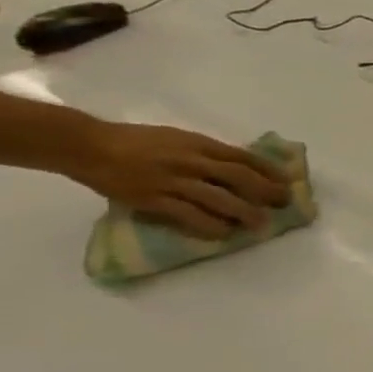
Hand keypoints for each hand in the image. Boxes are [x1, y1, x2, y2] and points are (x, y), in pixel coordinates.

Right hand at [63, 121, 290, 238]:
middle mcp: (190, 161)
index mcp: (198, 144)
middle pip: (239, 178)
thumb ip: (207, 151)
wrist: (85, 145)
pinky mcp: (151, 198)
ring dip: (244, 213)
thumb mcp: (178, 138)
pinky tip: (223, 233)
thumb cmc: (135, 141)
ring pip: (218, 199)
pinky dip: (209, 225)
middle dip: (266, 192)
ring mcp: (171, 180)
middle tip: (283, 204)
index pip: (244, 158)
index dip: (269, 171)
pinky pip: (187, 215)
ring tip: (260, 224)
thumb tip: (240, 166)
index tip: (287, 182)